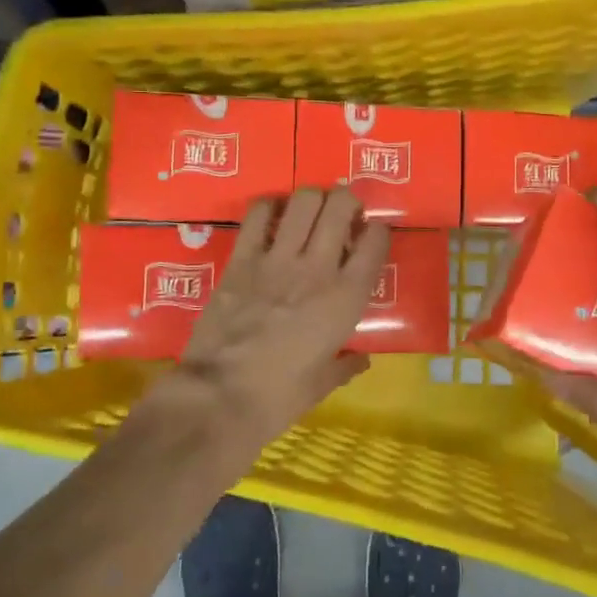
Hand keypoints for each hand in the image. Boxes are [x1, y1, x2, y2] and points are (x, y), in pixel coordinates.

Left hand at [172, 187, 389, 447]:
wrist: (218, 398)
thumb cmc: (278, 398)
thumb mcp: (321, 385)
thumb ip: (345, 366)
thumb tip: (361, 360)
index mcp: (346, 299)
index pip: (376, 241)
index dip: (378, 231)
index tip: (371, 237)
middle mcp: (318, 268)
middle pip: (341, 207)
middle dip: (348, 201)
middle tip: (343, 215)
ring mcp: (277, 259)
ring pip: (303, 200)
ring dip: (313, 198)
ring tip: (311, 210)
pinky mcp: (241, 259)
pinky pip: (258, 214)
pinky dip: (269, 206)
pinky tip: (272, 216)